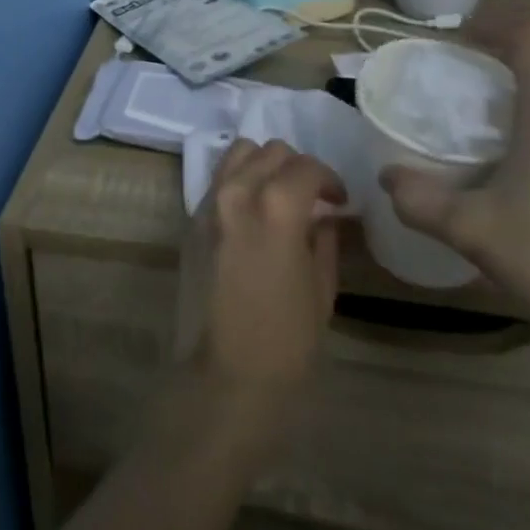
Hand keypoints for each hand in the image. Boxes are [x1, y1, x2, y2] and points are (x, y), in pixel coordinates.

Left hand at [175, 140, 344, 408]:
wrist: (224, 378)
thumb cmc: (285, 344)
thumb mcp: (321, 291)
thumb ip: (323, 240)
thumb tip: (324, 216)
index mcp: (276, 207)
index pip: (306, 166)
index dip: (330, 179)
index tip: (339, 201)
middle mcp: (237, 192)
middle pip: (270, 151)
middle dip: (297, 167)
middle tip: (312, 197)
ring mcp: (208, 203)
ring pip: (238, 154)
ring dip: (264, 165)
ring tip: (279, 195)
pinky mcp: (190, 220)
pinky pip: (218, 181)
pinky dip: (239, 181)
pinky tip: (253, 213)